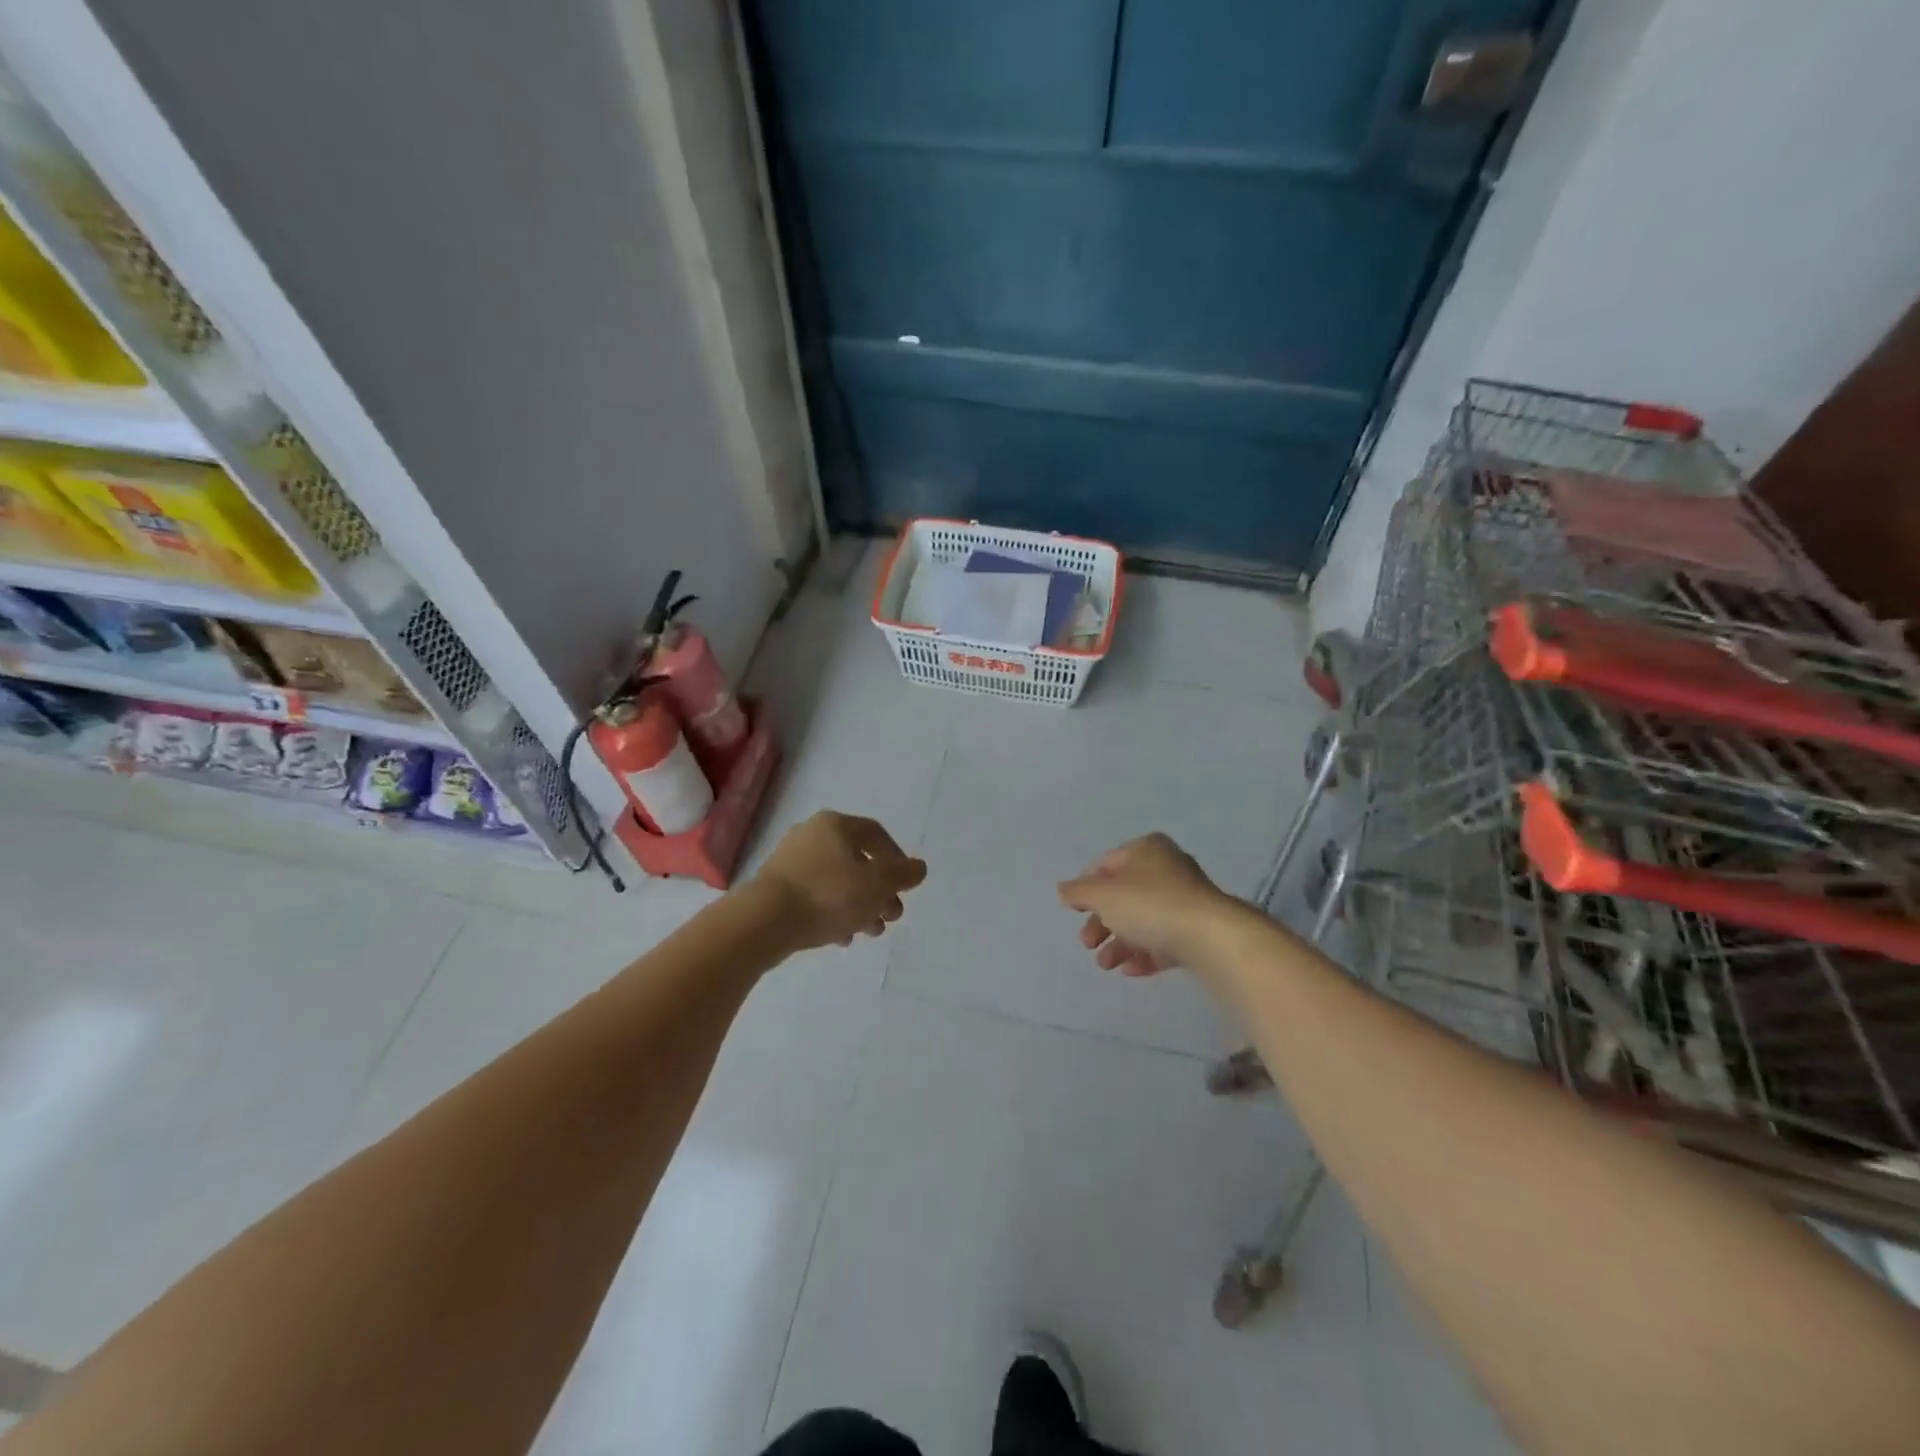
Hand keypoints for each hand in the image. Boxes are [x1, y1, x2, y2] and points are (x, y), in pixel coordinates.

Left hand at [749, 811, 927, 953]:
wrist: (763, 921)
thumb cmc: (828, 895)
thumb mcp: (877, 884)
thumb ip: (902, 874)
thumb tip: (918, 867)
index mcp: (835, 825)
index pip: (876, 835)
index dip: (897, 860)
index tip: (905, 886)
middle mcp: (811, 835)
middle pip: (856, 861)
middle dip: (879, 891)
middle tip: (891, 917)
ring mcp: (789, 861)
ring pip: (836, 881)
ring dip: (858, 905)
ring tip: (870, 932)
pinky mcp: (775, 887)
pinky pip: (814, 896)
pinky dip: (832, 912)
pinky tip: (841, 938)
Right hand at [1058, 833, 1235, 975]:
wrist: (1209, 937)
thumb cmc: (1149, 905)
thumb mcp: (1103, 895)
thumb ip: (1078, 892)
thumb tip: (1063, 890)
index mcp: (1146, 850)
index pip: (1106, 864)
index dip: (1086, 887)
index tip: (1074, 911)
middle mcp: (1167, 869)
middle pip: (1123, 895)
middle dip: (1101, 922)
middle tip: (1088, 944)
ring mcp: (1185, 901)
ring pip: (1142, 920)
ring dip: (1119, 943)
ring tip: (1106, 965)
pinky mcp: (1197, 930)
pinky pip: (1163, 939)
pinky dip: (1144, 953)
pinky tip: (1131, 970)